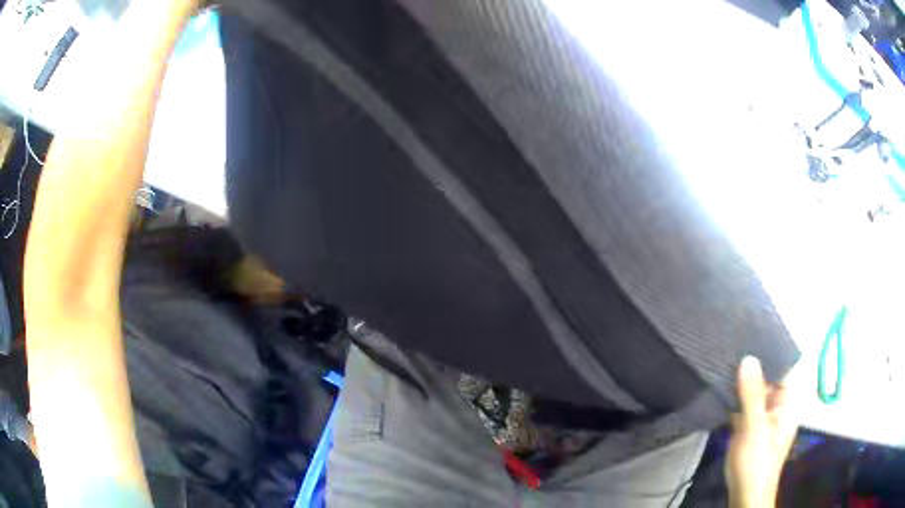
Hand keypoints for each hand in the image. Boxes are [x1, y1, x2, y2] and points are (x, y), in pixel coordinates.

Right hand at [726, 356, 799, 507]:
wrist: (744, 494)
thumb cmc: (756, 461)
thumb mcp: (755, 426)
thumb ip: (752, 394)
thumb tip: (749, 357)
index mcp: (787, 403)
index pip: (783, 369)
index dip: (771, 352)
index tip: (754, 334)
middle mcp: (777, 407)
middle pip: (768, 380)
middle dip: (753, 367)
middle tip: (734, 344)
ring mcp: (763, 418)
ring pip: (754, 394)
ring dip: (742, 383)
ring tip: (725, 360)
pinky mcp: (749, 429)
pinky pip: (743, 408)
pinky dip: (734, 399)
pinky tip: (721, 389)